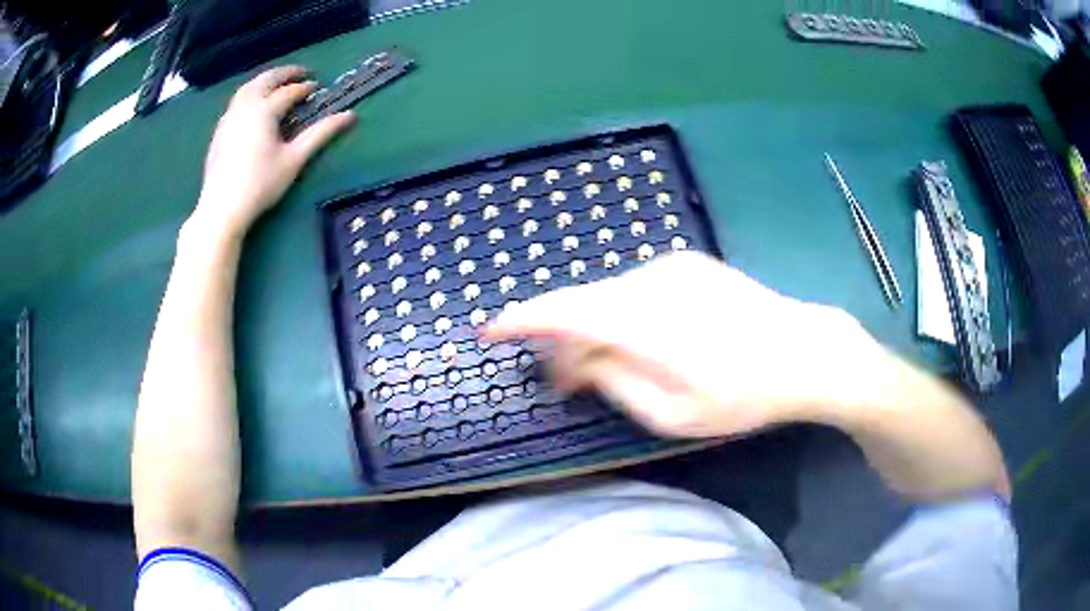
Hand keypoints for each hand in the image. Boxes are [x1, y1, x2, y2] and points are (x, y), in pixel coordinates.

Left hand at [192, 65, 355, 239]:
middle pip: (265, 80)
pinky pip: (236, 102)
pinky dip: (250, 94)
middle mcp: (245, 107)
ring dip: (265, 81)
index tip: (316, 87)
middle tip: (300, 73)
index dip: (304, 88)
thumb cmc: (260, 184)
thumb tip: (350, 115)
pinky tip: (254, 106)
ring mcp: (229, 118)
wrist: (221, 208)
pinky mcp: (219, 131)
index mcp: (264, 110)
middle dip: (284, 73)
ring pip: (247, 88)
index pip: (288, 92)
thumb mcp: (294, 159)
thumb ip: (320, 134)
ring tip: (277, 84)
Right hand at [484, 252, 882, 437]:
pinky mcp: (688, 264)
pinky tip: (635, 340)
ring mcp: (672, 267)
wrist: (804, 351)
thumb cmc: (743, 396)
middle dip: (561, 338)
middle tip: (562, 380)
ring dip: (593, 327)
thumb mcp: (674, 415)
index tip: (491, 330)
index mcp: (647, 322)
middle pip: (584, 302)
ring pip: (609, 295)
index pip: (565, 312)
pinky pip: (634, 288)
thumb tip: (578, 361)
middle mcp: (652, 281)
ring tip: (602, 366)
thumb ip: (616, 384)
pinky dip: (619, 313)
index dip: (522, 320)